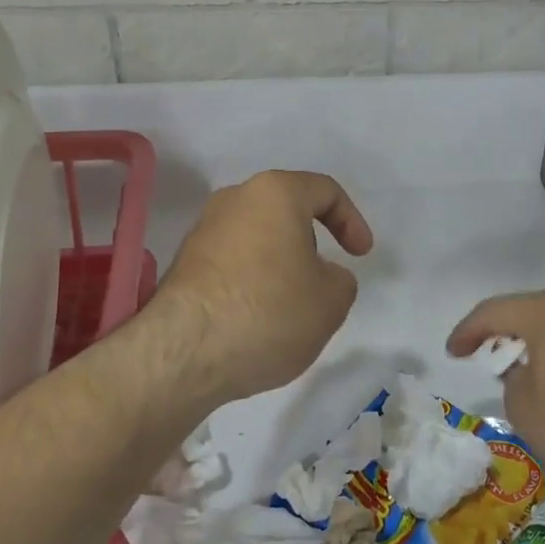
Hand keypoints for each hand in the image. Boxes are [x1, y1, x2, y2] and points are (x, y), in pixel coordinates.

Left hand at [154, 170, 373, 410]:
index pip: (325, 190)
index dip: (352, 220)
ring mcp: (203, 231)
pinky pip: (233, 262)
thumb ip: (340, 279)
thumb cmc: (269, 311)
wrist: (184, 352)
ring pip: (258, 238)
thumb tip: (319, 275)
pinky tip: (260, 318)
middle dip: (311, 243)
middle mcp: (234, 200)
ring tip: (292, 306)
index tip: (361, 255)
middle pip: (286, 211)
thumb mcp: (332, 300)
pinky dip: (253, 281)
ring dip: (281, 264)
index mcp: (275, 193)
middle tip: (324, 280)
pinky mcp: (184, 264)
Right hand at [447, 290, 544, 493]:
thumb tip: (527, 375)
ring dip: (542, 349)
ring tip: (529, 378)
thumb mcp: (525, 410)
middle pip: (533, 313)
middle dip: (508, 336)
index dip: (468, 331)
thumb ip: (513, 384)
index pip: (495, 311)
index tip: (453, 353)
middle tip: (490, 359)